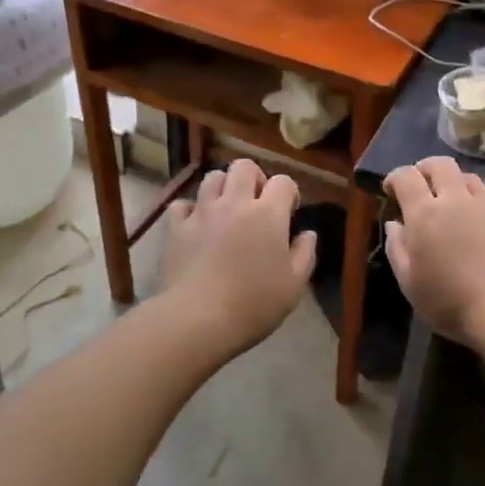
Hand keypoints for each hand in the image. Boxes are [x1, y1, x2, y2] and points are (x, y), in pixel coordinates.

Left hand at [160, 159, 317, 349]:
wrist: (199, 318)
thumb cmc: (254, 304)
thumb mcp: (294, 285)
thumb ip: (305, 253)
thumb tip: (308, 233)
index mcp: (268, 214)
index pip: (283, 182)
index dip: (289, 193)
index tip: (289, 212)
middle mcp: (235, 202)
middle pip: (244, 166)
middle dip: (254, 178)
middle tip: (256, 203)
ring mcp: (202, 212)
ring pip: (212, 177)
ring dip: (223, 187)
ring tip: (226, 209)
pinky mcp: (176, 227)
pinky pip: (182, 204)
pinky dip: (189, 210)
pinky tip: (195, 225)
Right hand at [383, 158, 484, 345]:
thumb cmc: (449, 301)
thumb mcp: (409, 282)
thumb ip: (396, 248)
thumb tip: (395, 224)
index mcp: (425, 213)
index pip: (406, 176)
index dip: (395, 177)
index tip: (390, 190)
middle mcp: (456, 200)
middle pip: (440, 165)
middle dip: (426, 168)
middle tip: (421, 184)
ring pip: (470, 178)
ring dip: (456, 183)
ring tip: (453, 201)